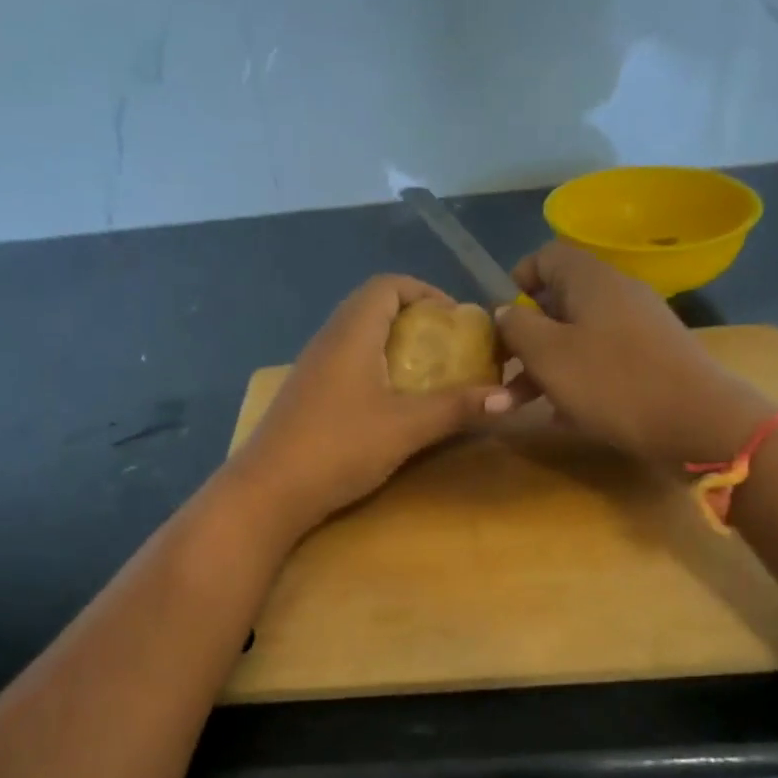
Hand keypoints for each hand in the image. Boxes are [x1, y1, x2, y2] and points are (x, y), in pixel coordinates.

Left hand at [228, 275, 513, 532]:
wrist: (267, 492)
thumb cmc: (338, 448)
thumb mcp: (406, 427)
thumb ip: (456, 408)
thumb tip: (510, 397)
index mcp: (351, 333)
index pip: (387, 285)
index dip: (425, 291)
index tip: (455, 319)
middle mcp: (328, 340)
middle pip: (372, 306)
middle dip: (414, 319)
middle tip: (447, 347)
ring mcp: (312, 368)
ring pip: (358, 336)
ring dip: (394, 345)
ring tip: (426, 373)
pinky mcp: (306, 395)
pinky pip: (346, 362)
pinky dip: (375, 367)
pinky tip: (391, 403)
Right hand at [497, 243, 774, 465]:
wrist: (698, 423)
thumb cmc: (612, 381)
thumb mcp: (548, 354)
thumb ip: (517, 327)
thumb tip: (505, 312)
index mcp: (591, 279)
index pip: (546, 256)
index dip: (518, 281)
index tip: (500, 318)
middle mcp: (616, 294)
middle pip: (558, 303)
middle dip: (523, 340)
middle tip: (501, 374)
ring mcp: (638, 328)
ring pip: (576, 339)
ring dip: (542, 369)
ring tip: (515, 407)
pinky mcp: (651, 361)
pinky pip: (601, 363)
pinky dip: (576, 383)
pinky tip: (560, 418)